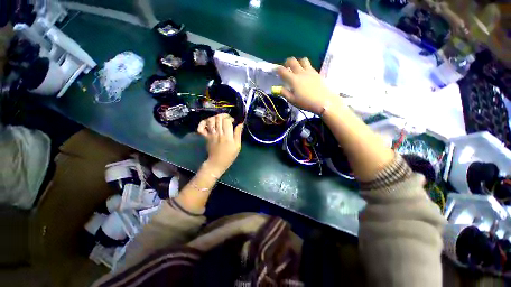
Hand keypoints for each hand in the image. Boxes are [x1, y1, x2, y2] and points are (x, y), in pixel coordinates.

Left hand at [197, 114, 243, 174]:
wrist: (217, 162)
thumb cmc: (229, 155)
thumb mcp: (237, 145)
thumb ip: (238, 134)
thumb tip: (240, 124)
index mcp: (227, 135)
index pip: (227, 121)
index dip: (230, 118)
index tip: (233, 121)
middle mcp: (218, 133)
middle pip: (218, 118)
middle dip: (223, 115)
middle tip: (227, 118)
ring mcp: (210, 134)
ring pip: (210, 120)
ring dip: (215, 117)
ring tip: (219, 119)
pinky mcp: (205, 137)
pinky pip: (201, 128)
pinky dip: (202, 123)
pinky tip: (207, 122)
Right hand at [277, 57, 340, 114]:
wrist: (324, 101)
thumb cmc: (306, 102)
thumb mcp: (292, 100)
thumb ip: (284, 93)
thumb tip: (278, 89)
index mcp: (293, 80)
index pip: (283, 71)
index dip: (277, 69)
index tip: (275, 70)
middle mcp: (301, 73)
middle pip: (293, 61)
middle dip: (287, 62)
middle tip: (285, 66)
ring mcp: (310, 71)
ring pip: (303, 60)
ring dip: (298, 61)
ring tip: (297, 67)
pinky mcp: (316, 73)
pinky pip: (309, 65)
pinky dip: (305, 66)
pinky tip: (305, 73)